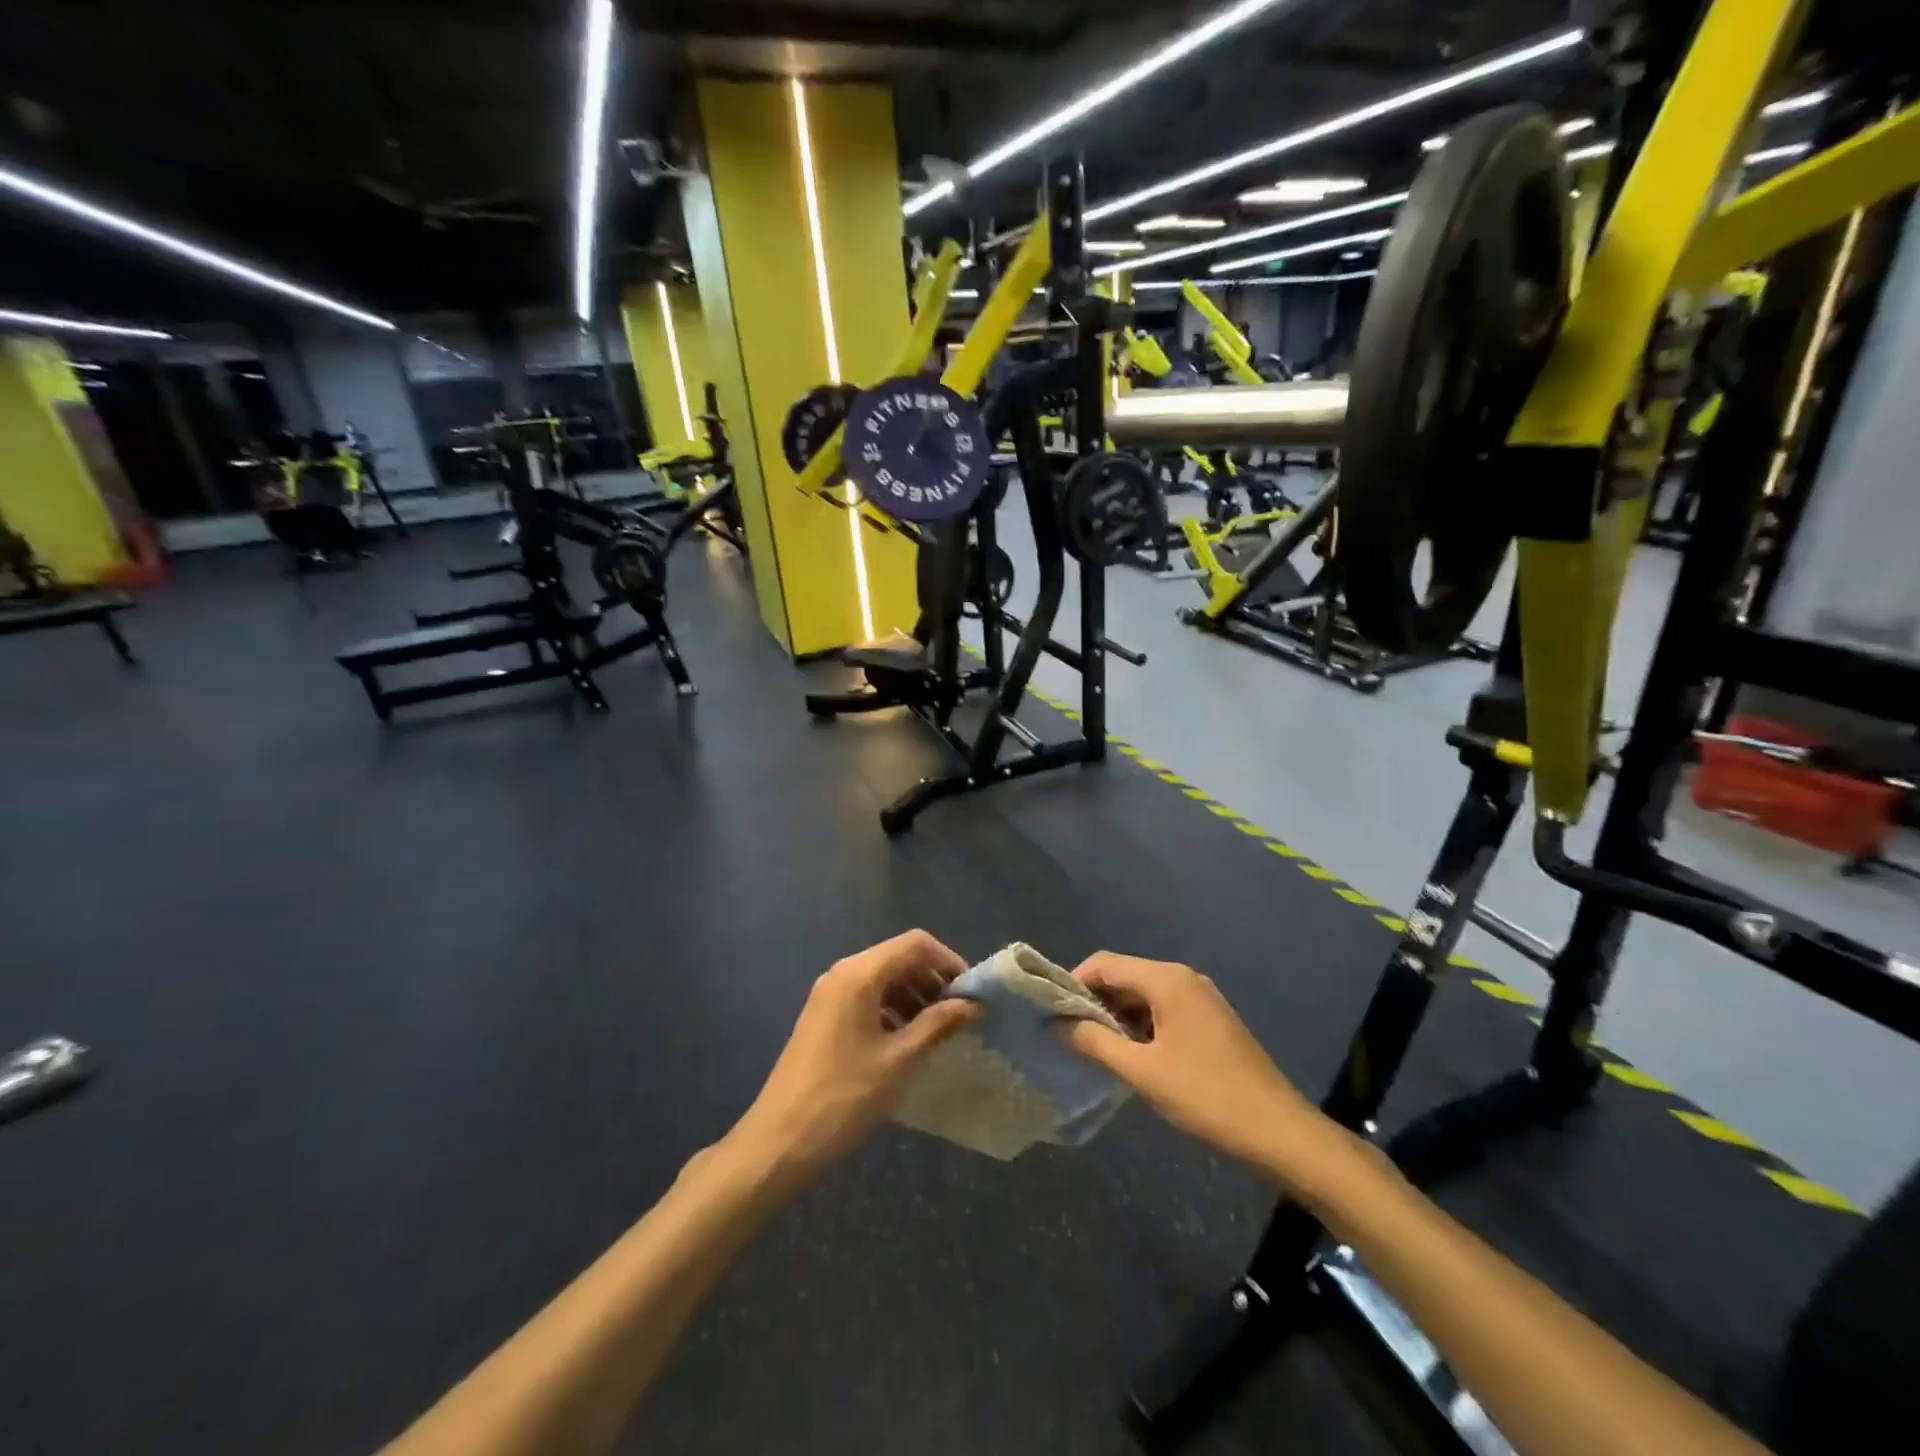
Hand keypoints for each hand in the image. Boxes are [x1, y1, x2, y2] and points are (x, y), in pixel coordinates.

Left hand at [731, 931, 977, 1179]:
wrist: (779, 1140)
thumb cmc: (845, 1097)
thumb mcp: (900, 1060)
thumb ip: (938, 1024)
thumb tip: (973, 1004)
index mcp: (860, 974)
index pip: (915, 944)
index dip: (948, 961)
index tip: (971, 992)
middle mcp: (842, 973)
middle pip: (898, 957)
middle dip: (932, 979)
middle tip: (959, 1014)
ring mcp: (829, 994)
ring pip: (882, 978)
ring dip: (914, 995)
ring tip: (938, 1031)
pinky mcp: (823, 1016)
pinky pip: (866, 997)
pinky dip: (892, 1008)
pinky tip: (906, 1041)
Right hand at [1060, 953, 1339, 1185]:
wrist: (1280, 1133)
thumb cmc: (1207, 1097)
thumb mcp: (1143, 1072)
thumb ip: (1095, 1042)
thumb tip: (1056, 1024)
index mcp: (1167, 980)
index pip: (1105, 964)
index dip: (1073, 982)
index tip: (1050, 1012)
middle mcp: (1183, 978)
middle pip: (1124, 975)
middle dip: (1093, 1000)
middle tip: (1067, 1033)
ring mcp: (1200, 998)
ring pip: (1142, 994)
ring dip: (1115, 1015)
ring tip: (1092, 1047)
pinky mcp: (1209, 1020)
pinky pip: (1162, 1010)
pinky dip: (1139, 1025)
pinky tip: (1129, 1054)